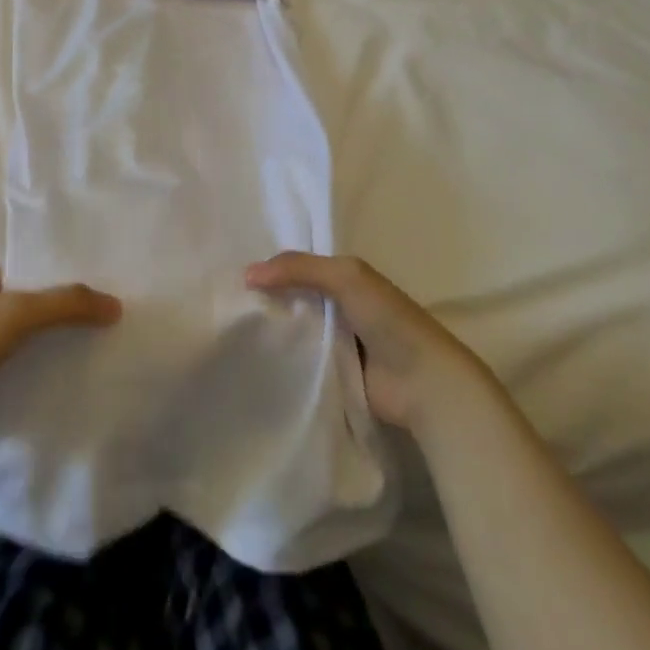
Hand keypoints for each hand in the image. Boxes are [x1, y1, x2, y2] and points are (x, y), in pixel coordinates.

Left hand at [0, 268, 121, 465]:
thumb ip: (69, 303)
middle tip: (116, 320)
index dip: (72, 277)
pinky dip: (49, 372)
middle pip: (40, 306)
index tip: (110, 287)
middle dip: (72, 313)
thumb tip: (117, 306)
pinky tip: (78, 379)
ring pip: (35, 339)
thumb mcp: (20, 311)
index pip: (39, 271)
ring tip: (107, 348)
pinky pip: (27, 369)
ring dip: (62, 344)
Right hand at [246, 253, 484, 432]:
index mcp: (347, 279)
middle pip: (295, 298)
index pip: (302, 267)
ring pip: (294, 329)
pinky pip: (300, 360)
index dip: (273, 266)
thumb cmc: (389, 319)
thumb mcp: (345, 277)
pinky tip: (251, 355)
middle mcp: (340, 307)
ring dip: (272, 329)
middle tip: (226, 301)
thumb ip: (298, 268)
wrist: (423, 383)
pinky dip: (282, 357)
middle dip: (267, 298)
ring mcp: (336, 343)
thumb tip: (247, 274)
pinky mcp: (332, 375)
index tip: (236, 271)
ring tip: (230, 328)